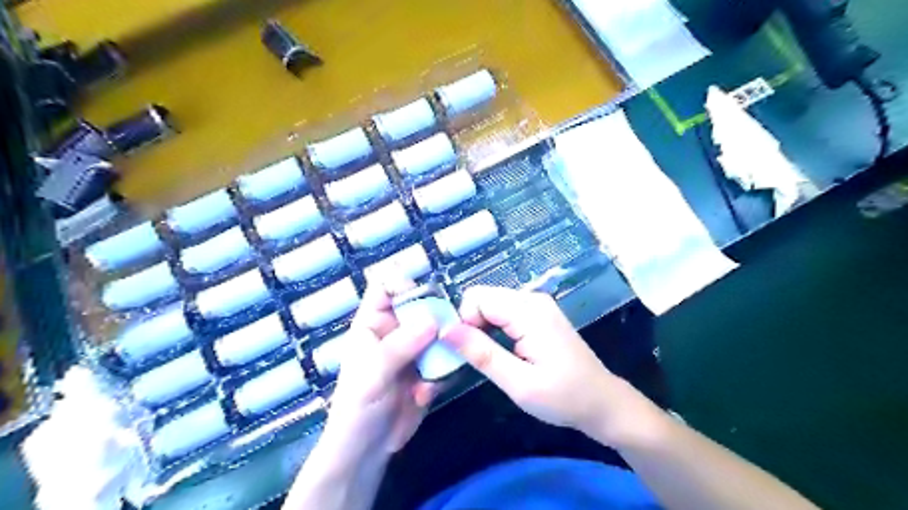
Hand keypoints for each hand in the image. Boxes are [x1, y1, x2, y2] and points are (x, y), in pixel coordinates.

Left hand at [322, 277, 439, 458]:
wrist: (368, 448)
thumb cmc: (357, 406)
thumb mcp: (374, 372)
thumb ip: (401, 344)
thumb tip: (433, 318)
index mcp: (373, 323)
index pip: (386, 287)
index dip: (403, 284)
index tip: (426, 298)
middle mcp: (396, 331)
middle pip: (421, 306)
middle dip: (435, 317)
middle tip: (446, 334)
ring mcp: (414, 350)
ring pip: (438, 332)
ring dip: (443, 349)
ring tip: (436, 369)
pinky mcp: (428, 369)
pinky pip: (445, 358)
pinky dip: (443, 372)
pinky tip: (428, 393)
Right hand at [447, 287, 632, 442]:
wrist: (603, 403)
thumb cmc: (564, 398)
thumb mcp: (519, 384)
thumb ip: (481, 354)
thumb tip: (446, 330)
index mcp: (529, 311)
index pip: (477, 297)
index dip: (464, 322)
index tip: (469, 353)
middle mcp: (532, 299)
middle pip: (483, 297)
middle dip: (471, 324)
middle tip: (480, 359)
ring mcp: (537, 305)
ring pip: (491, 304)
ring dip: (482, 328)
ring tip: (492, 358)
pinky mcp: (538, 314)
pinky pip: (504, 312)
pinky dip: (494, 328)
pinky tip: (503, 351)